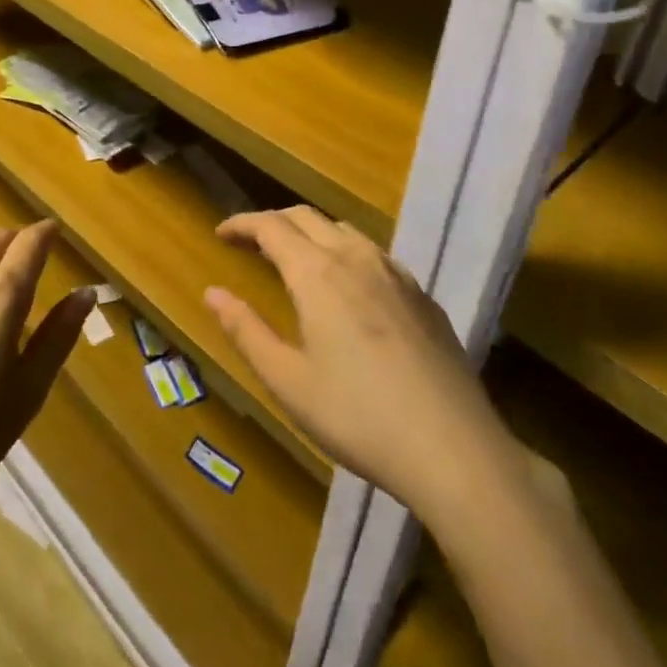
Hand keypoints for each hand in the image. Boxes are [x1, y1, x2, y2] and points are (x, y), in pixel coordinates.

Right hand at [208, 208, 501, 519]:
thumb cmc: (357, 416)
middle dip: (274, 222)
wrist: (454, 449)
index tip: (221, 234)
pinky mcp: (424, 297)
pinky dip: (348, 253)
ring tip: (297, 260)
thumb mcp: (287, 381)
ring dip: (312, 233)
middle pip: (307, 217)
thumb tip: (212, 293)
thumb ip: (246, 330)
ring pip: (345, 231)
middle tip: (251, 243)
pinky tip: (351, 288)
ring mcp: (396, 275)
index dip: (242, 224)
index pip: (271, 226)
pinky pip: (376, 255)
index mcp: (317, 273)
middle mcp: (356, 258)